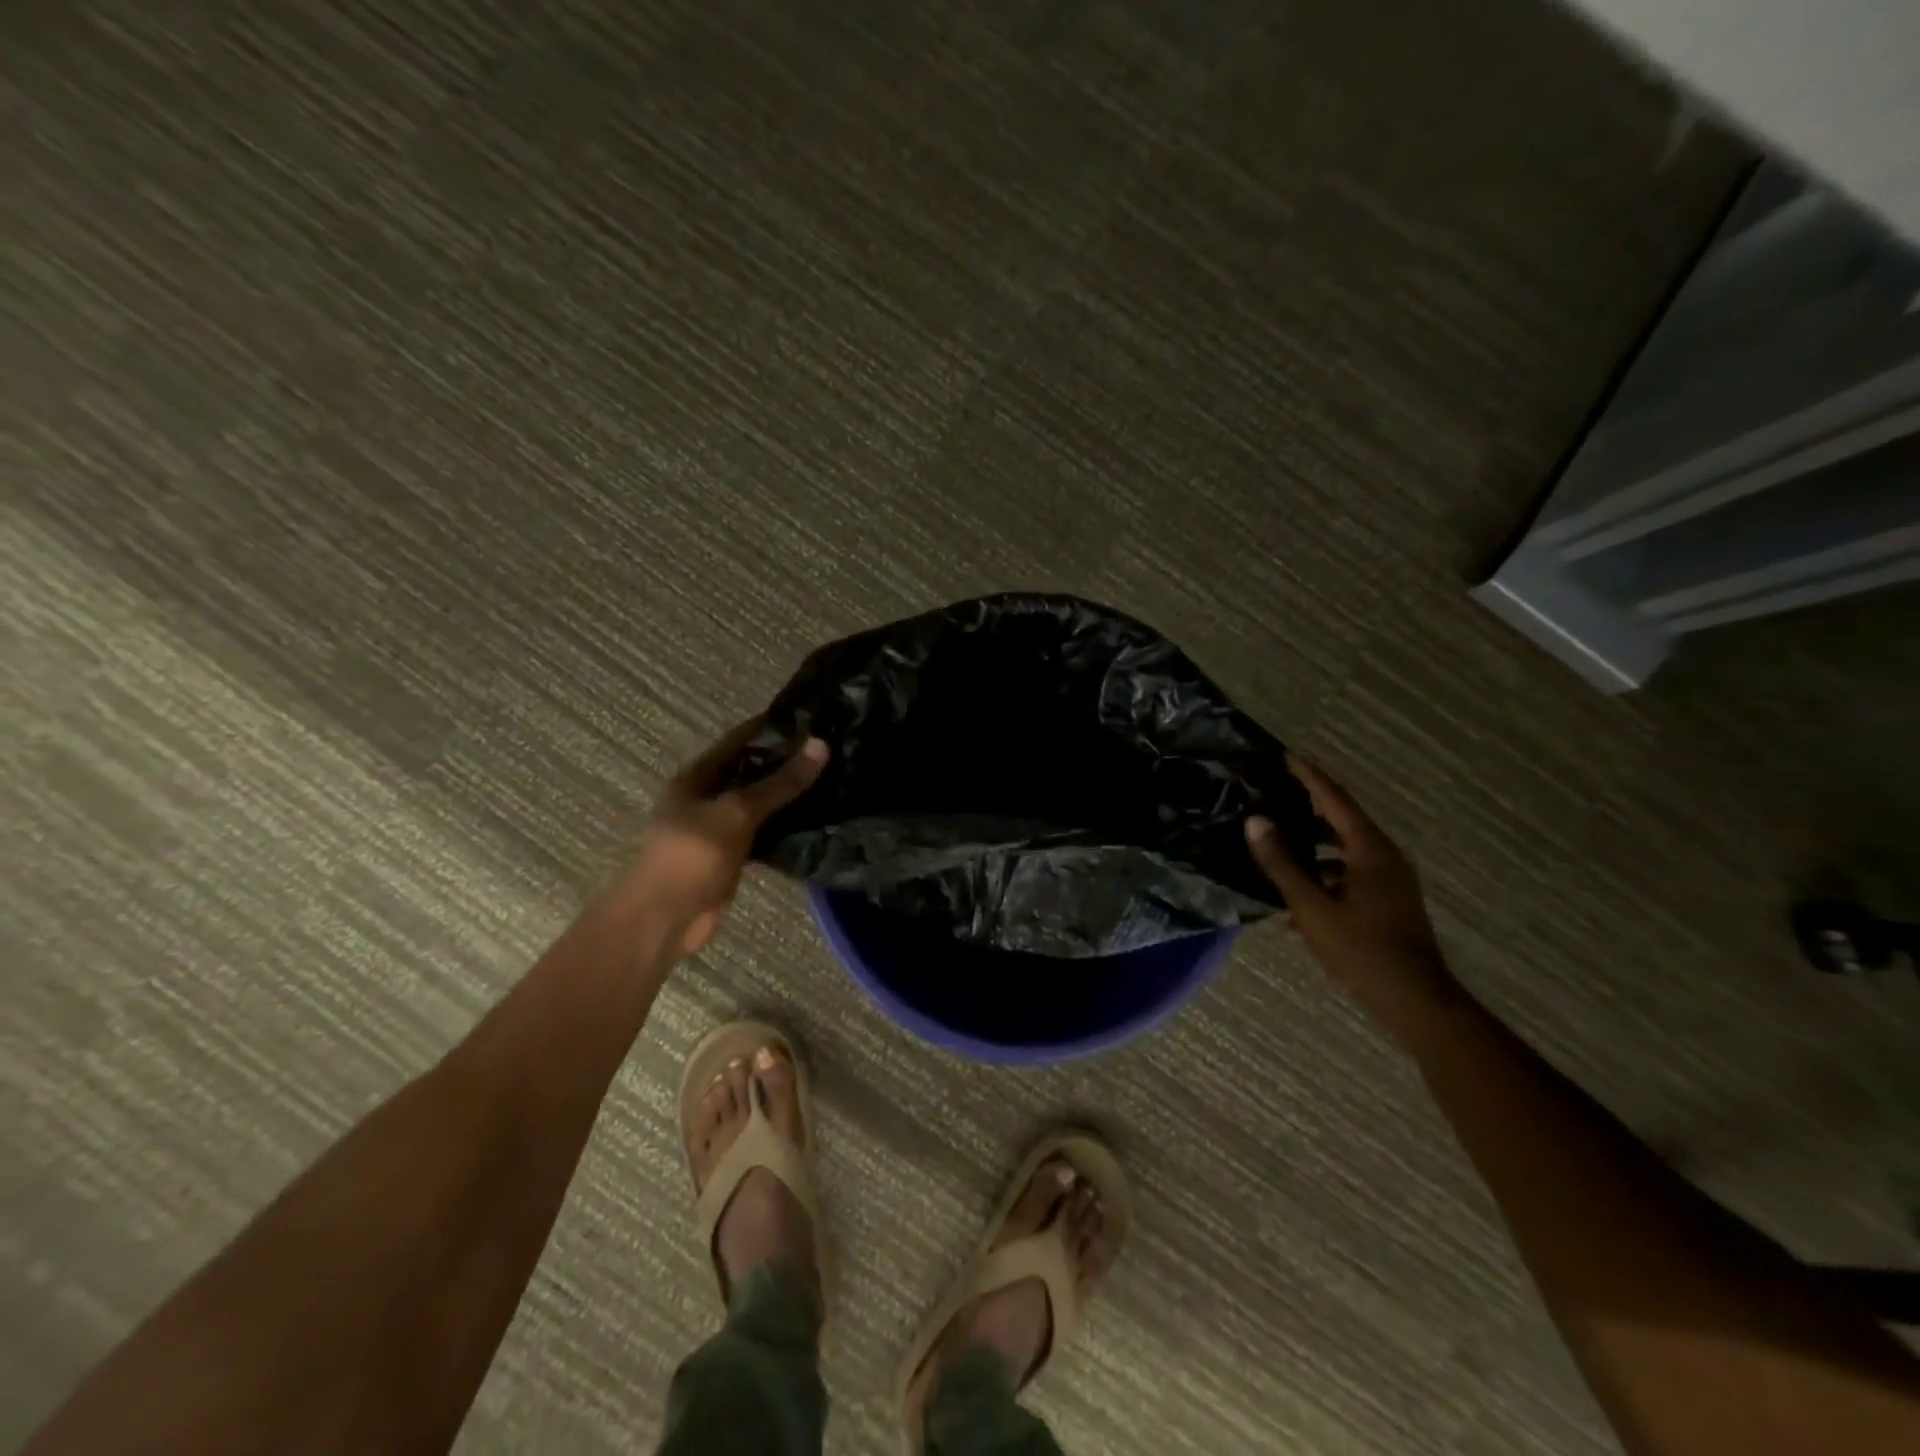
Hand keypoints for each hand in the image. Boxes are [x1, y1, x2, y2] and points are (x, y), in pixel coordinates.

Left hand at [625, 719, 828, 957]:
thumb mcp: (738, 812)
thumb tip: (821, 745)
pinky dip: (786, 828)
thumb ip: (780, 782)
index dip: (771, 727)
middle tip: (832, 750)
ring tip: (833, 780)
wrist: (665, 919)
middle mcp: (706, 798)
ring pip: (760, 805)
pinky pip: (764, 835)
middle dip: (786, 762)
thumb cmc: (692, 854)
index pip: (739, 740)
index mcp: (696, 777)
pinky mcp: (732, 858)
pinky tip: (817, 821)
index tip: (811, 717)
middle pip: (751, 772)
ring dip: (788, 797)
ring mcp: (718, 830)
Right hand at [1245, 754, 1461, 1046]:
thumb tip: (1255, 821)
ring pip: (1345, 849)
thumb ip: (1282, 864)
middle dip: (1310, 805)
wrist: (1416, 1001)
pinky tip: (1297, 897)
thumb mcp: (1312, 907)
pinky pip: (1350, 874)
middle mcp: (1385, 858)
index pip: (1336, 799)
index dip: (1310, 776)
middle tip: (1276, 790)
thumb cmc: (1362, 950)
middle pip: (1342, 820)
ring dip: (1313, 844)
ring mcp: (1390, 881)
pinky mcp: (1388, 901)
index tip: (1286, 754)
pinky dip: (1324, 874)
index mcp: (1370, 851)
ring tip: (1279, 840)